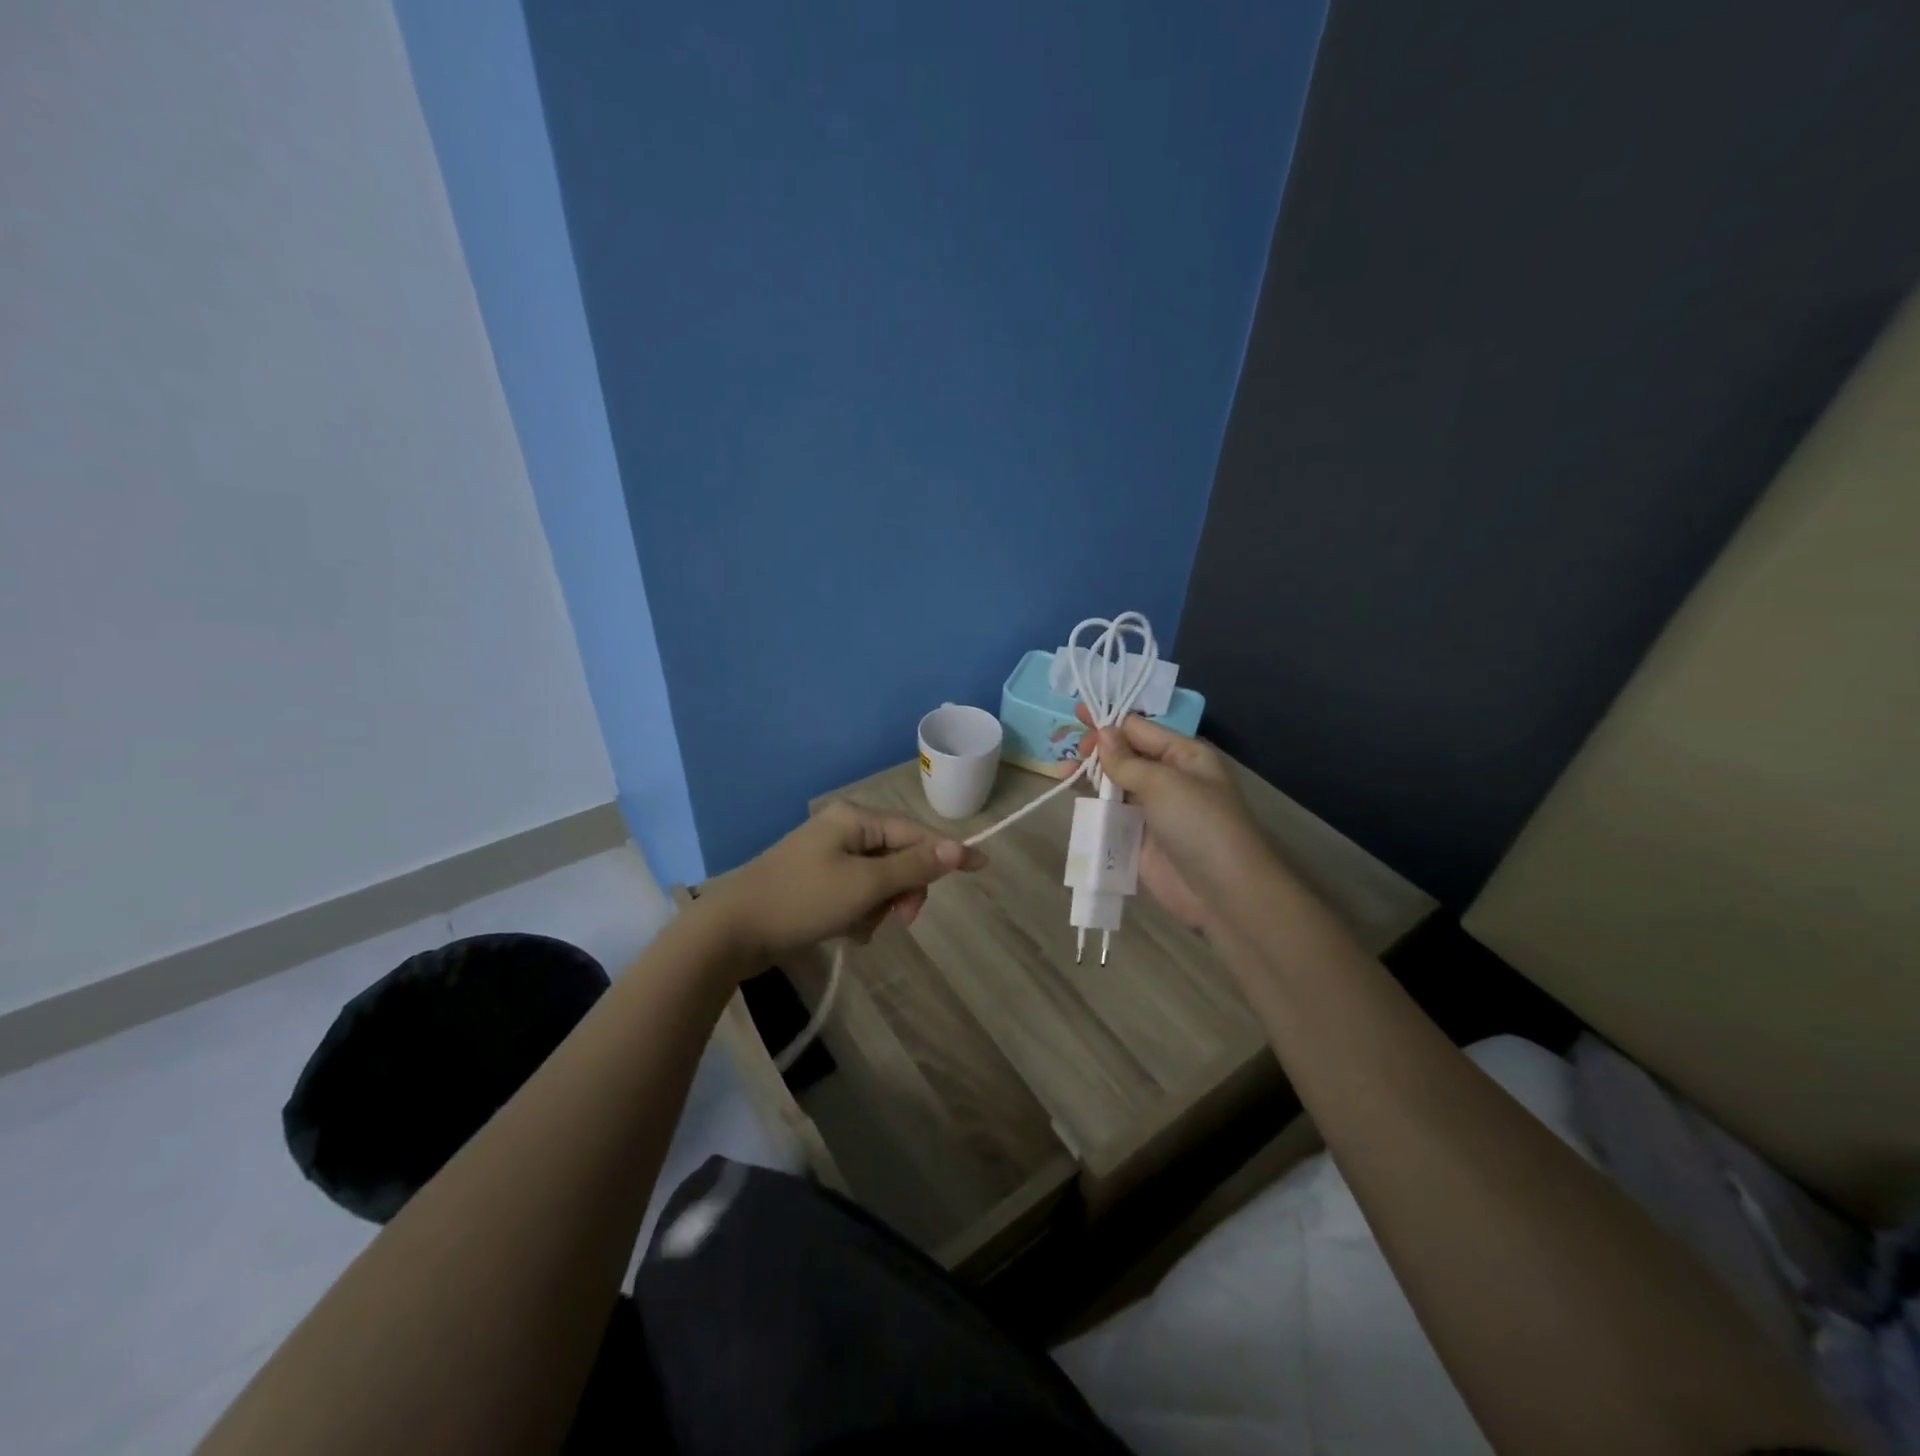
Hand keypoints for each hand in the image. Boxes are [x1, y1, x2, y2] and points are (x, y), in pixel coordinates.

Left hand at [705, 801, 985, 968]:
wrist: (732, 931)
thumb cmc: (802, 901)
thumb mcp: (864, 885)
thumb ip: (913, 867)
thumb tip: (958, 848)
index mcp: (856, 819)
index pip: (916, 833)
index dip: (948, 853)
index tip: (983, 868)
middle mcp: (844, 829)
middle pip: (899, 857)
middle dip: (903, 890)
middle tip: (899, 920)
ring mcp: (828, 855)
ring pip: (880, 881)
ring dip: (880, 907)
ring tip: (861, 930)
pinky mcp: (817, 881)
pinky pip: (857, 893)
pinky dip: (860, 914)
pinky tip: (847, 932)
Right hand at [1076, 705, 1271, 932]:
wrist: (1223, 892)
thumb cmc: (1199, 824)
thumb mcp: (1164, 783)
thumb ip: (1127, 760)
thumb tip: (1103, 732)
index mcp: (1183, 755)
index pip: (1140, 728)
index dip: (1109, 721)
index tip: (1077, 716)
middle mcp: (1168, 777)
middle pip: (1125, 755)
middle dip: (1098, 749)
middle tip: (1072, 752)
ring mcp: (1152, 809)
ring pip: (1114, 784)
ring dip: (1090, 776)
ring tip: (1062, 771)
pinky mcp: (1138, 838)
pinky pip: (1111, 814)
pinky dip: (1092, 806)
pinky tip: (1073, 799)